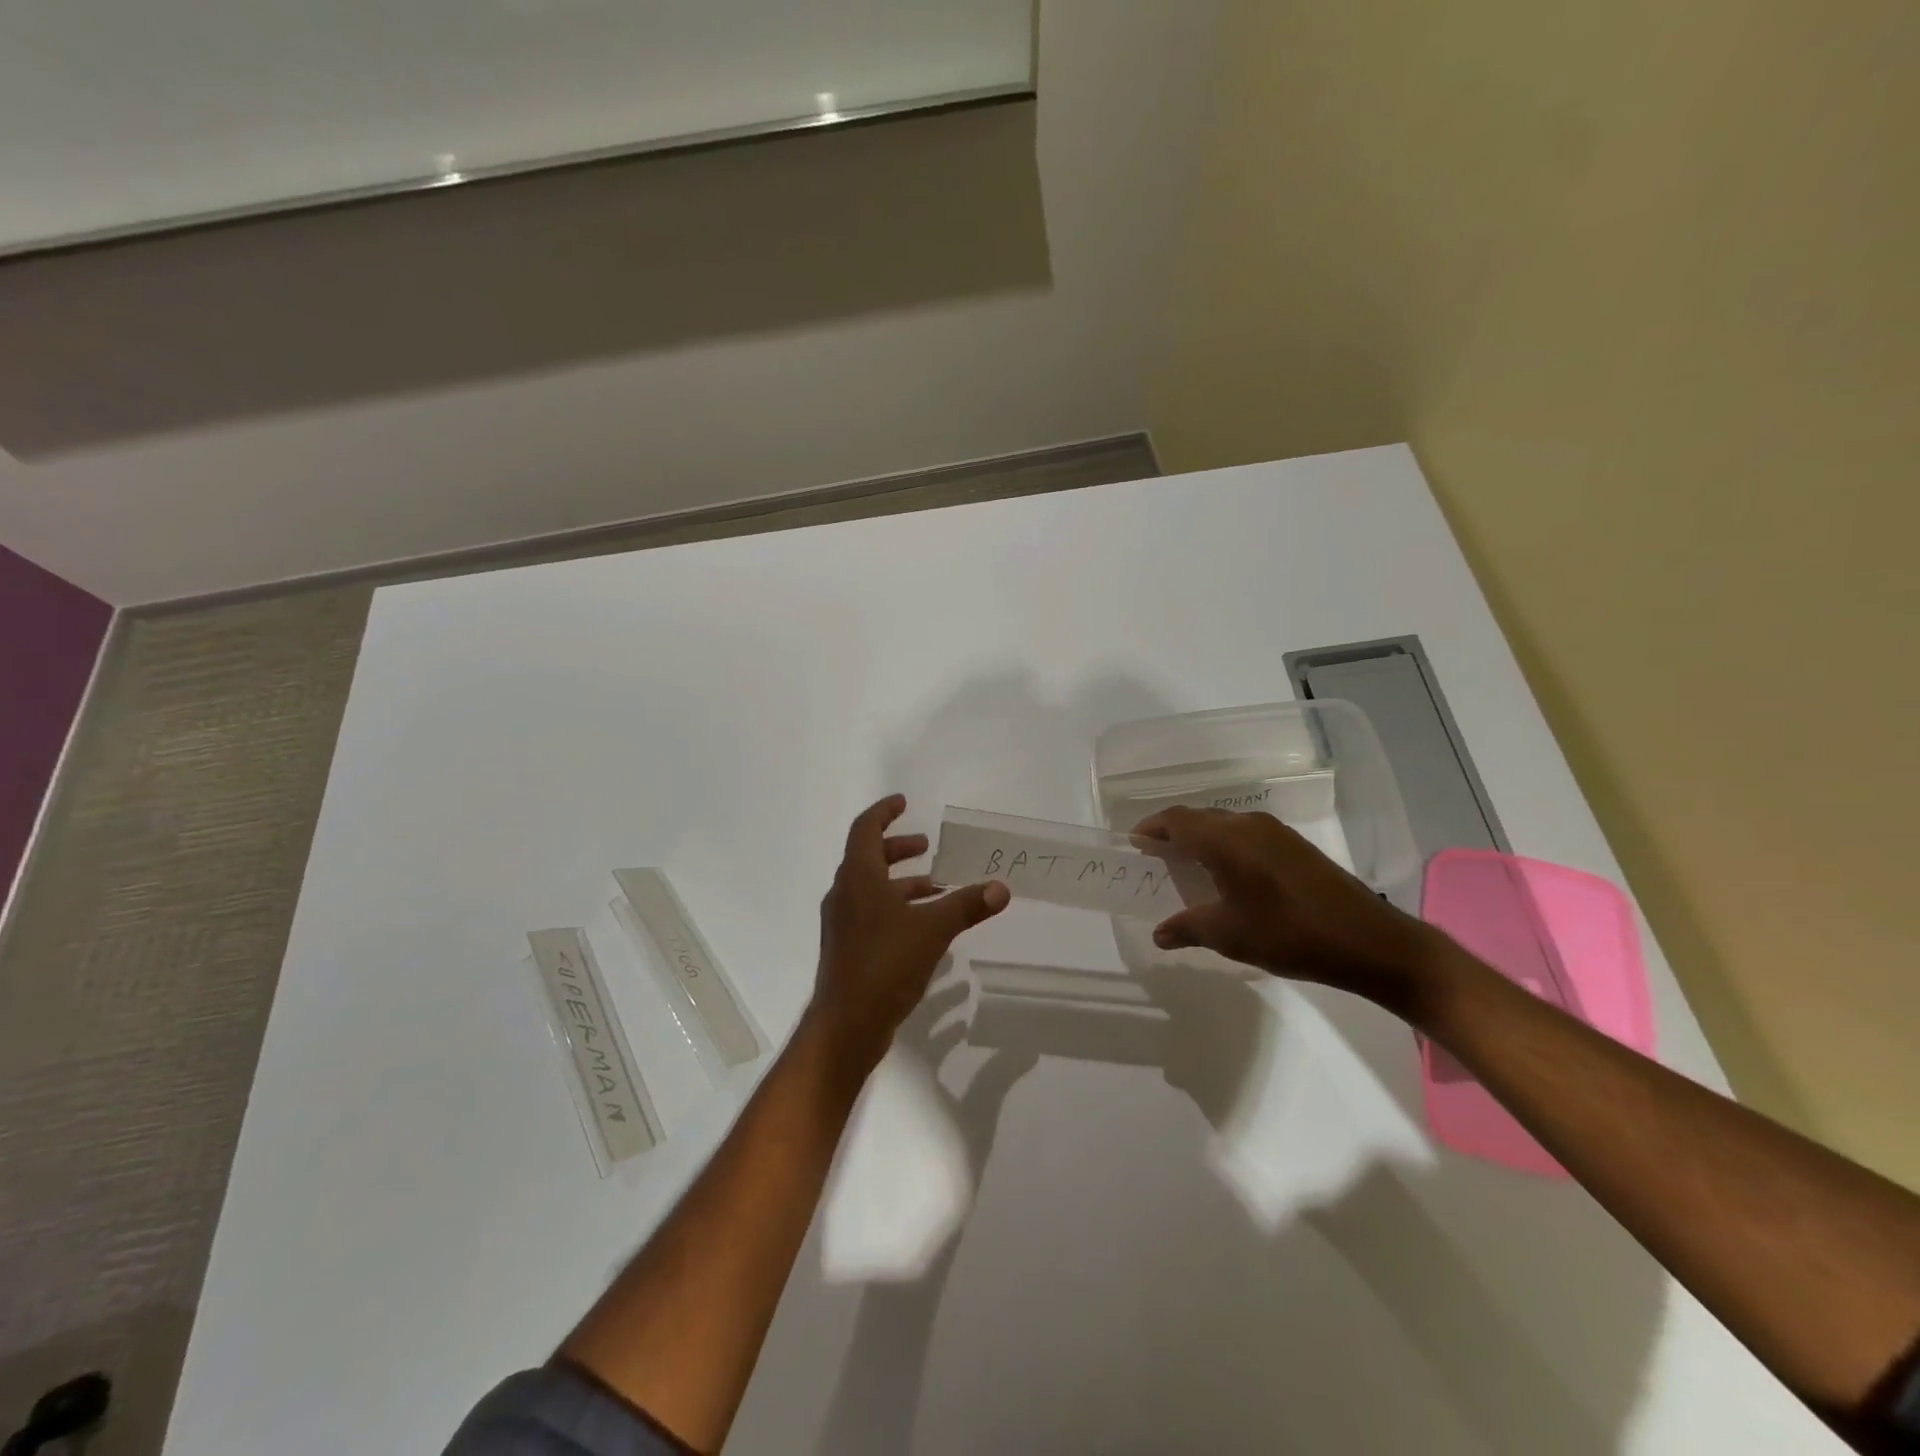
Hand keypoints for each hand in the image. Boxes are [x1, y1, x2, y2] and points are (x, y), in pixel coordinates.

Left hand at [809, 795, 1009, 1068]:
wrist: (846, 1024)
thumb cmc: (885, 964)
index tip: (904, 802)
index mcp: (858, 878)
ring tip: (936, 888)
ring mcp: (843, 924)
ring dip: (901, 882)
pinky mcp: (848, 949)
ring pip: (871, 889)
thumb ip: (966, 906)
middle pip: (868, 857)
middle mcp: (845, 894)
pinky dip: (896, 908)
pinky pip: (872, 914)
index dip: (884, 812)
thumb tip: (1001, 888)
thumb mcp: (933, 930)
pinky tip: (924, 927)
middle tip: (926, 845)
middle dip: (897, 848)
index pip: (865, 829)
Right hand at [1134, 806, 1443, 1014]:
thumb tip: (1159, 934)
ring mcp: (1275, 832)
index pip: (1177, 821)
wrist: (1368, 940)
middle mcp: (1247, 825)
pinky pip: (1245, 834)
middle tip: (1155, 855)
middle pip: (1198, 818)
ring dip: (1201, 838)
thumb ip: (1188, 928)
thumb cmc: (1289, 934)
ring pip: (1224, 824)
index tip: (1135, 843)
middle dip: (1173, 832)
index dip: (1152, 829)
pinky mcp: (1295, 845)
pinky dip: (1225, 845)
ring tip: (1186, 865)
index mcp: (1226, 840)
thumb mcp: (1230, 935)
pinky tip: (1228, 873)